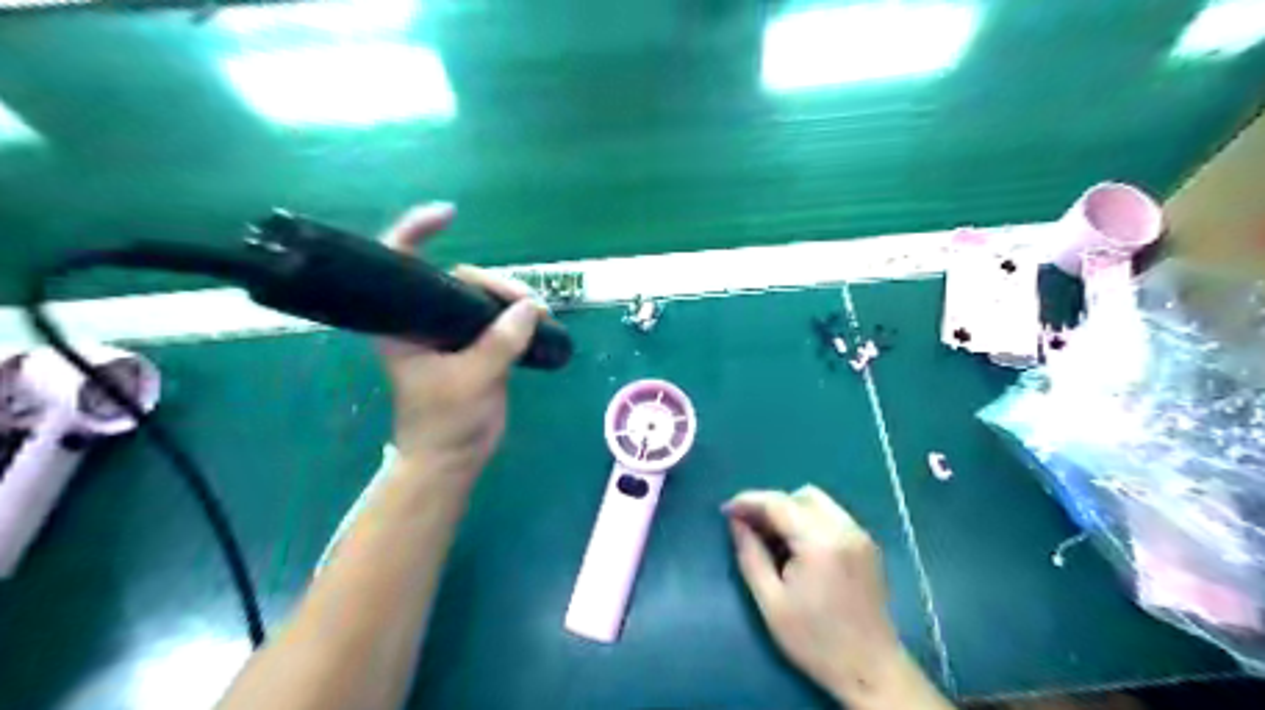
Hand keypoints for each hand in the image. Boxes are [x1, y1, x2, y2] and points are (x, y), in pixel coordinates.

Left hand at [371, 205, 538, 478]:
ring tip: (540, 314)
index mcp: (402, 323)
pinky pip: (498, 318)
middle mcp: (425, 319)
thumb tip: (533, 306)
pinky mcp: (476, 346)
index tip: (449, 214)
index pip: (399, 264)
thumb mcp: (471, 380)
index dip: (416, 230)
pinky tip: (537, 319)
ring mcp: (452, 332)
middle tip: (527, 304)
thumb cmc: (444, 422)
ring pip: (483, 297)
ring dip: (512, 299)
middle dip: (494, 282)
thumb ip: (501, 341)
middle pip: (458, 278)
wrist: (453, 458)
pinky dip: (518, 315)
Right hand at [726, 488, 915, 704]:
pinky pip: (832, 515)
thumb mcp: (771, 602)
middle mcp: (844, 529)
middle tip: (749, 527)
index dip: (748, 501)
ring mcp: (860, 535)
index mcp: (820, 542)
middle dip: (771, 505)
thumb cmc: (815, 641)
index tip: (726, 510)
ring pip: (818, 501)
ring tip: (773, 538)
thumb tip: (736, 521)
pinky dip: (810, 520)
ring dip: (791, 510)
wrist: (871, 670)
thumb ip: (750, 555)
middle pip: (800, 495)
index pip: (778, 503)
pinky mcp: (867, 545)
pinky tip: (798, 548)